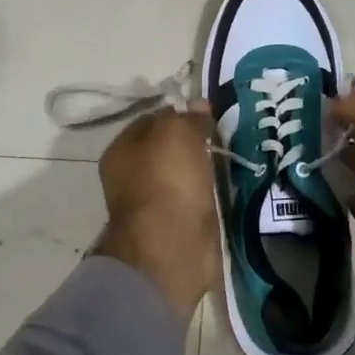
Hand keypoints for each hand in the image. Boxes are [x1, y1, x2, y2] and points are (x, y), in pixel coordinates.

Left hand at [91, 105, 218, 319]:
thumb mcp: (177, 134)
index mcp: (121, 151)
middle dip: (195, 139)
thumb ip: (188, 117)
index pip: (153, 119)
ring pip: (184, 172)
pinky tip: (228, 181)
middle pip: (169, 148)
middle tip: (225, 132)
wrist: (172, 249)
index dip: (180, 112)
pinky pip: (197, 196)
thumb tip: (199, 105)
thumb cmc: (166, 182)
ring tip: (232, 153)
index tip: (209, 111)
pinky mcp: (178, 224)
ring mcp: (156, 202)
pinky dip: (211, 189)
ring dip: (205, 165)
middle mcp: (133, 176)